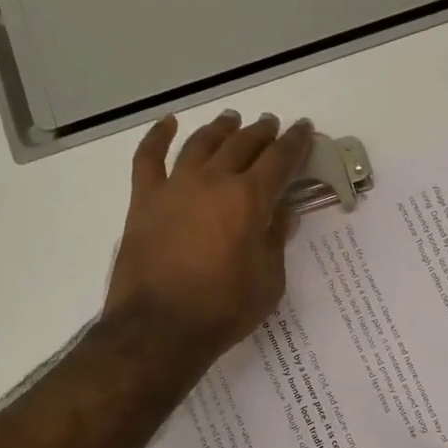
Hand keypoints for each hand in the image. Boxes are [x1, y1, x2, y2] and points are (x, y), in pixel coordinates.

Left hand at [105, 111, 313, 361]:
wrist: (160, 328)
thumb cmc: (224, 310)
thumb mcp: (269, 281)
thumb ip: (276, 240)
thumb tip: (284, 212)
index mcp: (249, 200)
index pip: (279, 160)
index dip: (294, 143)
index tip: (303, 128)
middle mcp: (213, 181)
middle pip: (241, 145)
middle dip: (261, 132)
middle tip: (271, 125)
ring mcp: (175, 187)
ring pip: (201, 143)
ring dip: (220, 129)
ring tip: (232, 119)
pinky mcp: (144, 200)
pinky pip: (149, 158)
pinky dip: (158, 137)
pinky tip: (168, 124)